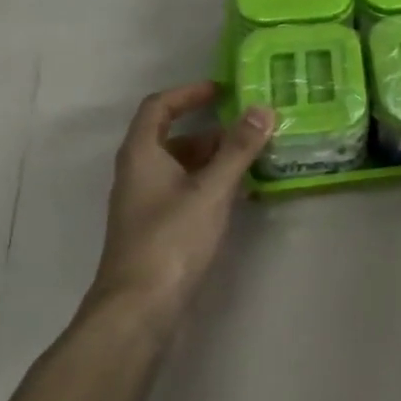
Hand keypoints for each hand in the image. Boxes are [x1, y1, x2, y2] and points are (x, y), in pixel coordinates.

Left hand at [90, 81, 274, 328]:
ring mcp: (146, 203)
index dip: (189, 93)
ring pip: (181, 166)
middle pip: (173, 137)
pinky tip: (239, 194)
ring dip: (214, 158)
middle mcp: (139, 172)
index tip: (223, 90)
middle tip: (251, 128)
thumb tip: (262, 108)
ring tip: (253, 158)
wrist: (138, 309)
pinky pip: (185, 191)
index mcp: (142, 154)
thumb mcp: (210, 190)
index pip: (159, 106)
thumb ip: (238, 149)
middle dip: (212, 129)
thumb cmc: (171, 240)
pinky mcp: (157, 228)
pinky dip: (210, 184)